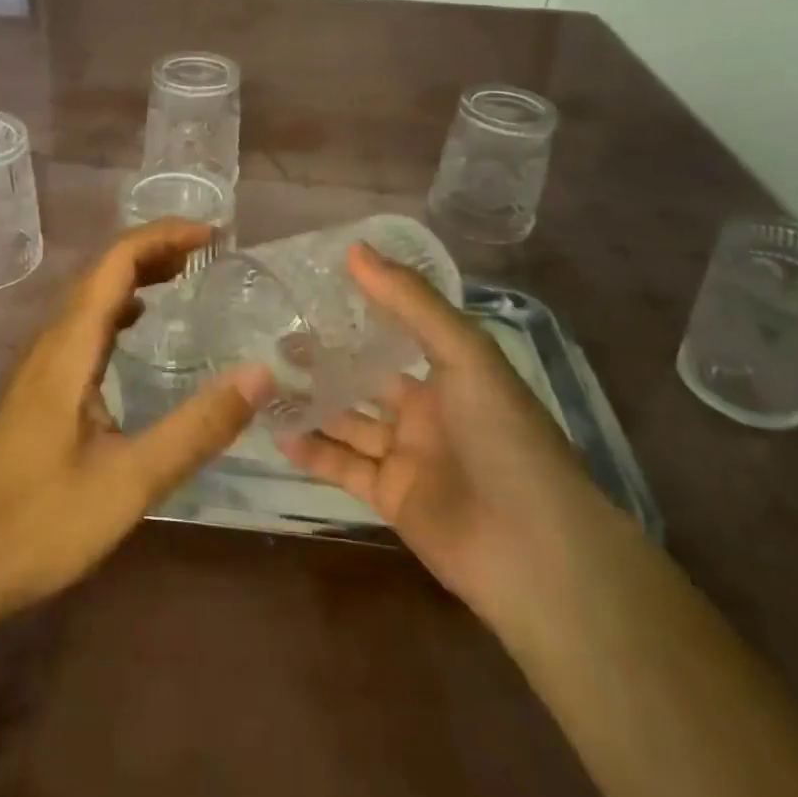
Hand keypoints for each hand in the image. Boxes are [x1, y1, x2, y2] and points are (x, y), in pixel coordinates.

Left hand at [0, 220, 270, 622]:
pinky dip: (119, 307)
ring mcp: (41, 365)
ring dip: (135, 274)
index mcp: (69, 349)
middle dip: (154, 248)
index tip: (212, 234)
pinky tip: (139, 324)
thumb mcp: (132, 480)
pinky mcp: (40, 388)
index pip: (114, 263)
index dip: (162, 236)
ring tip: (184, 273)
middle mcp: (51, 344)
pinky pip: (84, 326)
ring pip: (90, 297)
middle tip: (209, 250)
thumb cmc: (44, 522)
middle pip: (101, 271)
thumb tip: (260, 374)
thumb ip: (197, 428)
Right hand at [278, 243, 592, 610]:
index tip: (315, 287)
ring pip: (349, 421)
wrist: (533, 548)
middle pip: (366, 377)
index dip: (362, 309)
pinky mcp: (391, 496)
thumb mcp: (463, 353)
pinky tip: (277, 432)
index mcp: (453, 371)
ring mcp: (409, 455)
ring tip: (264, 380)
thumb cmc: (503, 435)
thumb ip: (410, 301)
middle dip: (326, 360)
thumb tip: (355, 248)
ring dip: (312, 403)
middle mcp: (429, 409)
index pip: (400, 330)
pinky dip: (313, 451)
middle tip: (276, 338)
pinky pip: (344, 467)